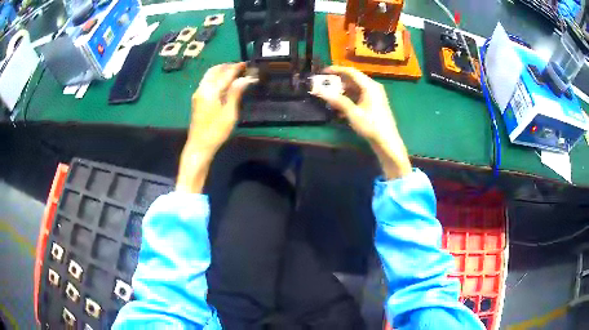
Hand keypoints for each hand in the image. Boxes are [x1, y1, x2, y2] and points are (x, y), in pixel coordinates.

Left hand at [177, 62, 256, 192]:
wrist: (199, 145)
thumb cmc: (216, 131)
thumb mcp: (229, 113)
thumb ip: (235, 93)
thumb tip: (245, 78)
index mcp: (211, 91)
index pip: (226, 73)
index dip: (237, 68)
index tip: (247, 64)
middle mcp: (202, 88)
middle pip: (214, 70)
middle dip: (227, 66)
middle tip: (240, 67)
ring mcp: (198, 94)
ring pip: (209, 75)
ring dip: (221, 71)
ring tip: (234, 73)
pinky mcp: (197, 99)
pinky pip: (207, 81)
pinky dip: (216, 77)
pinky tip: (224, 82)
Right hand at [312, 66, 411, 179]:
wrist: (387, 141)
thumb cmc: (371, 125)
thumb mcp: (353, 113)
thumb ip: (337, 100)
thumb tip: (320, 91)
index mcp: (369, 86)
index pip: (351, 71)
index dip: (336, 70)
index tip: (323, 72)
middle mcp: (372, 87)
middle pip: (352, 79)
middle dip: (337, 82)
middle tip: (324, 86)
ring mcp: (374, 95)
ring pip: (355, 88)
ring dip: (342, 92)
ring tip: (329, 98)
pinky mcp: (374, 103)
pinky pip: (359, 96)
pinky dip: (348, 99)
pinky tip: (339, 108)